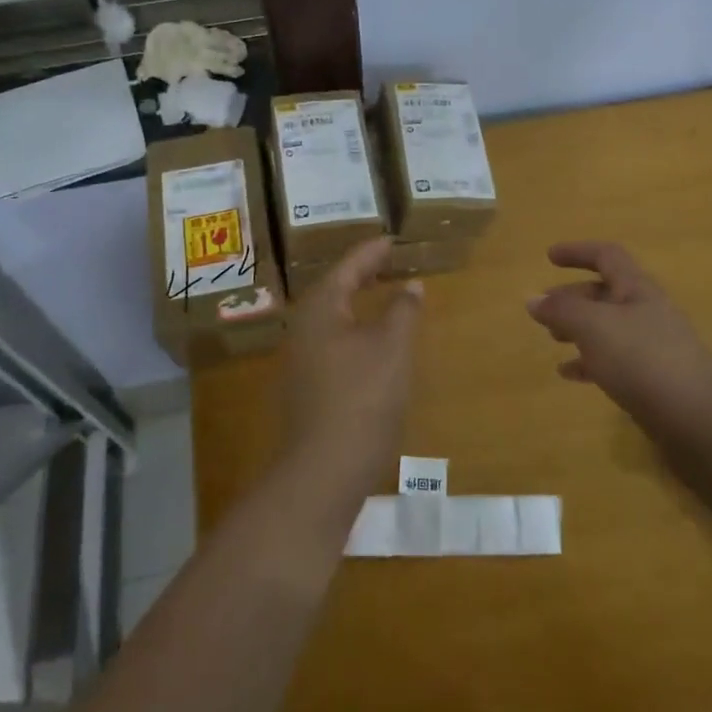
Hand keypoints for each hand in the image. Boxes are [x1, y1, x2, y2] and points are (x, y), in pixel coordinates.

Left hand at [278, 237, 420, 502]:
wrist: (323, 472)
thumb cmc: (362, 399)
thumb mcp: (392, 349)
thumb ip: (402, 311)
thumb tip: (411, 285)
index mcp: (321, 310)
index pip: (348, 267)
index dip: (371, 252)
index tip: (391, 239)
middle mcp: (303, 329)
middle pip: (334, 290)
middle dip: (362, 275)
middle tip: (388, 261)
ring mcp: (300, 361)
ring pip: (332, 318)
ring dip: (357, 303)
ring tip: (382, 295)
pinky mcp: (307, 388)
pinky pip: (332, 343)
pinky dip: (354, 330)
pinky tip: (370, 343)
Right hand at [526, 241, 711, 418]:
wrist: (697, 419)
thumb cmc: (642, 359)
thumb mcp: (593, 327)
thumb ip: (561, 310)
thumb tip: (532, 298)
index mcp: (637, 289)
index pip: (606, 256)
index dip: (578, 252)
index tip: (549, 257)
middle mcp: (647, 311)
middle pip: (605, 293)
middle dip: (572, 296)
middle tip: (544, 308)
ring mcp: (653, 346)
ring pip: (607, 327)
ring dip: (578, 328)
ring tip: (552, 339)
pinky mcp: (653, 378)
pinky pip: (614, 360)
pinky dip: (589, 361)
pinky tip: (569, 374)